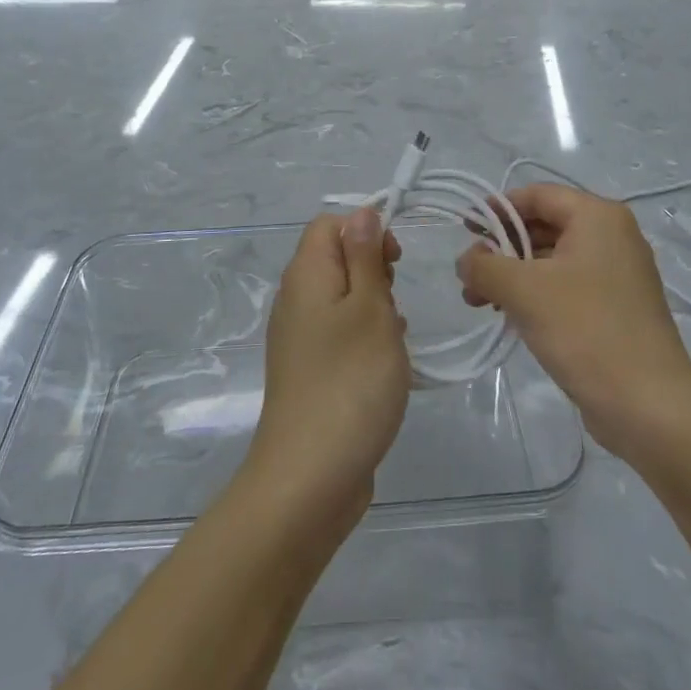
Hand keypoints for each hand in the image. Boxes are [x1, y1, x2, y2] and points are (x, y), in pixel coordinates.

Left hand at [245, 209, 408, 529]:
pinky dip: (364, 335)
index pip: (329, 224)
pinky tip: (386, 360)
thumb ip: (365, 256)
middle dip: (373, 268)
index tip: (395, 261)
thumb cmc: (350, 381)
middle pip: (334, 257)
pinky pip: (338, 332)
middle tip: (395, 301)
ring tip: (395, 334)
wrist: (310, 476)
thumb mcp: (370, 308)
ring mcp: (299, 337)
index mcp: (306, 274)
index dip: (365, 229)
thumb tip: (361, 213)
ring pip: (341, 296)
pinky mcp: (309, 370)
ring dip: (373, 304)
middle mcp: (295, 299)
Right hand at [457, 184, 690, 461]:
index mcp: (598, 217)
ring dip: (513, 275)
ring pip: (553, 260)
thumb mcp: (524, 291)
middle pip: (544, 226)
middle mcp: (612, 236)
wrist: (650, 407)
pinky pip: (567, 286)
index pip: (537, 195)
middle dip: (502, 248)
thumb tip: (466, 260)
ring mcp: (618, 274)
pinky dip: (536, 294)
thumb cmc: (586, 331)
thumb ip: (485, 266)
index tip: (465, 230)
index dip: (497, 208)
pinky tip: (510, 317)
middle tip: (468, 274)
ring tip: (479, 302)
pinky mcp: (617, 308)